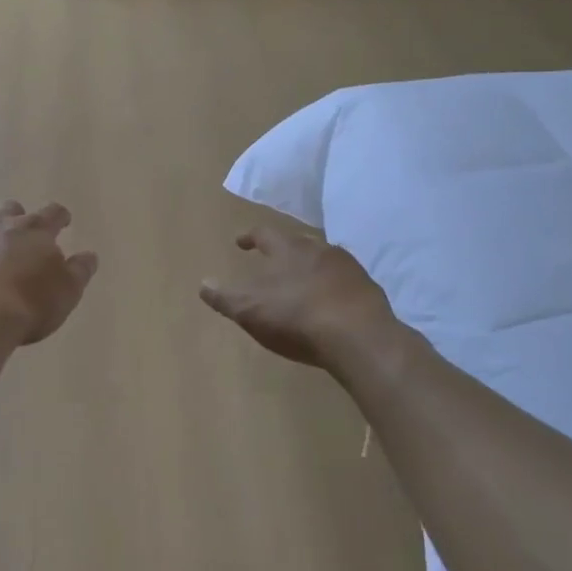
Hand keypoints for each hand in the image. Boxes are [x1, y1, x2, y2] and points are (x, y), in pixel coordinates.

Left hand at [0, 201, 98, 344]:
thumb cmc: (29, 304)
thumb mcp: (67, 292)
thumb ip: (80, 270)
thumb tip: (89, 255)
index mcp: (34, 229)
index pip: (53, 213)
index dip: (60, 217)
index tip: (63, 223)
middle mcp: (0, 224)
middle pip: (11, 209)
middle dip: (17, 219)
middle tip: (20, 236)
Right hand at [200, 226, 398, 371]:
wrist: (359, 337)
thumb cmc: (297, 318)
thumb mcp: (250, 310)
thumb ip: (225, 297)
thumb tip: (203, 284)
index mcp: (287, 249)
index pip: (264, 234)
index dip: (250, 237)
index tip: (241, 242)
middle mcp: (319, 249)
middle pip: (297, 243)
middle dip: (284, 251)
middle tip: (274, 261)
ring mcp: (348, 268)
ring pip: (324, 260)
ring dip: (311, 268)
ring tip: (303, 282)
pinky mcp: (368, 289)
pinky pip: (345, 282)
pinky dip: (333, 288)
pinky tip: (330, 303)